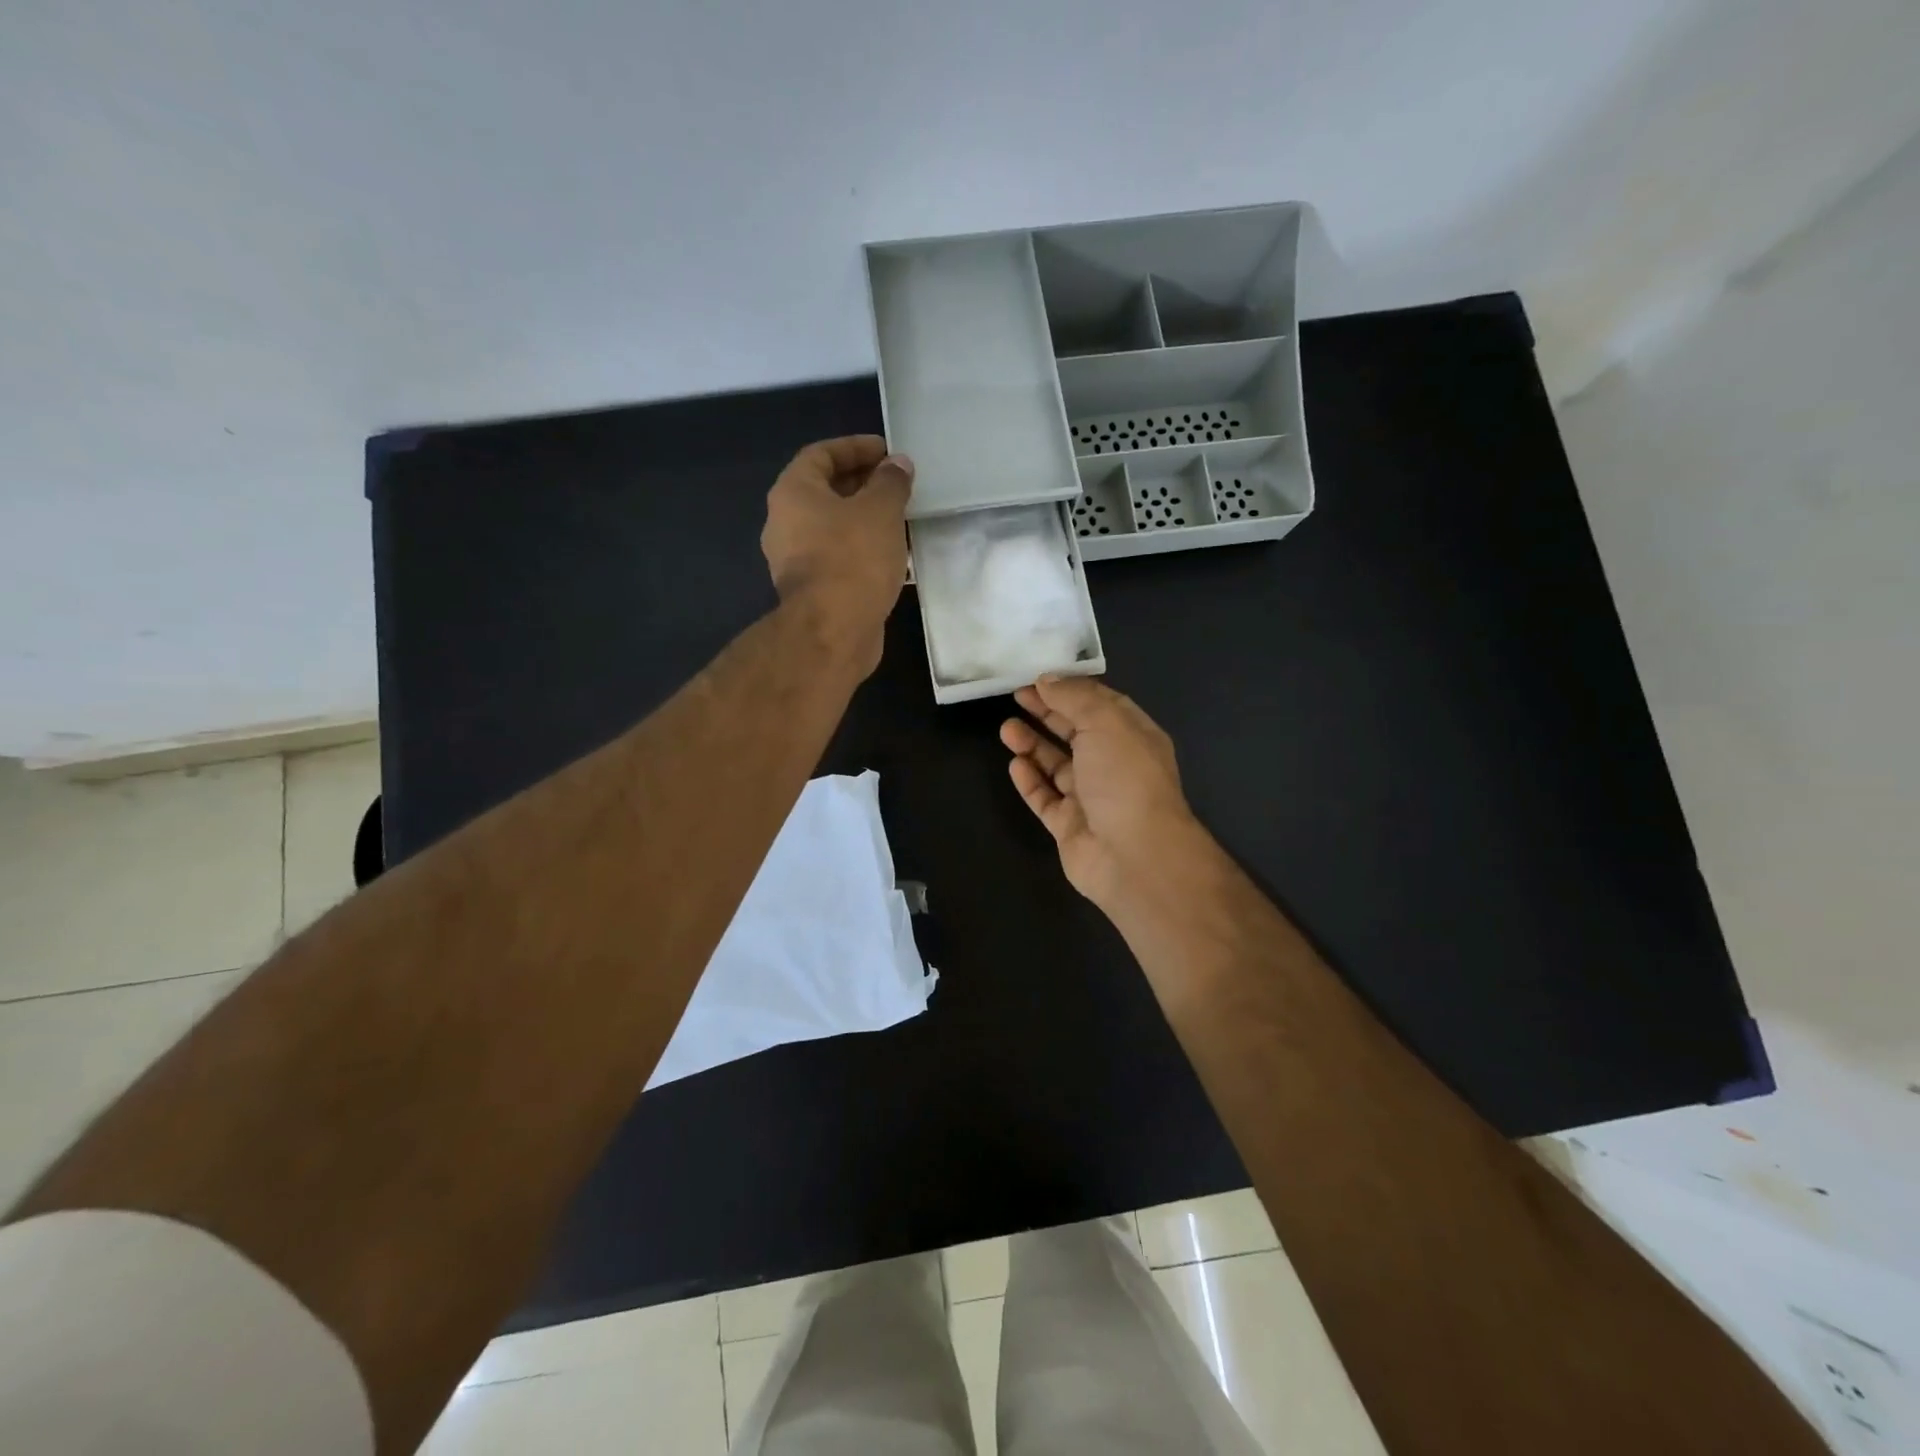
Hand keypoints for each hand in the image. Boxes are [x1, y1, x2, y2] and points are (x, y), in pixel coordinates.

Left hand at [761, 436, 913, 675]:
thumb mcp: (881, 510)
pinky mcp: (812, 591)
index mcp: (793, 493)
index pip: (821, 454)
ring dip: (864, 520)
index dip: (855, 448)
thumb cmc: (853, 559)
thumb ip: (891, 482)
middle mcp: (785, 523)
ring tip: (899, 519)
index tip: (887, 452)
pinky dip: (862, 550)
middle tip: (897, 485)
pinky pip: (838, 558)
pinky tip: (891, 556)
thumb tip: (897, 465)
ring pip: (833, 528)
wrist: (833, 631)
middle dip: (862, 484)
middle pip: (825, 492)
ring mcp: (795, 561)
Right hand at [1000, 675, 1199, 909]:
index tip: (1039, 678)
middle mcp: (1114, 765)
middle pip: (1076, 732)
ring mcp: (1091, 798)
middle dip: (1047, 713)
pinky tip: (1015, 765)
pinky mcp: (1069, 826)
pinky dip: (1030, 781)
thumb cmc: (1125, 778)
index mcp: (1133, 737)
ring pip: (1057, 765)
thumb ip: (1074, 698)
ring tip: (1006, 729)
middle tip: (1016, 696)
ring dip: (1033, 745)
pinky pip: (1046, 798)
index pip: (1101, 704)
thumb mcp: (1105, 722)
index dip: (1071, 689)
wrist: (1134, 856)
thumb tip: (1048, 680)